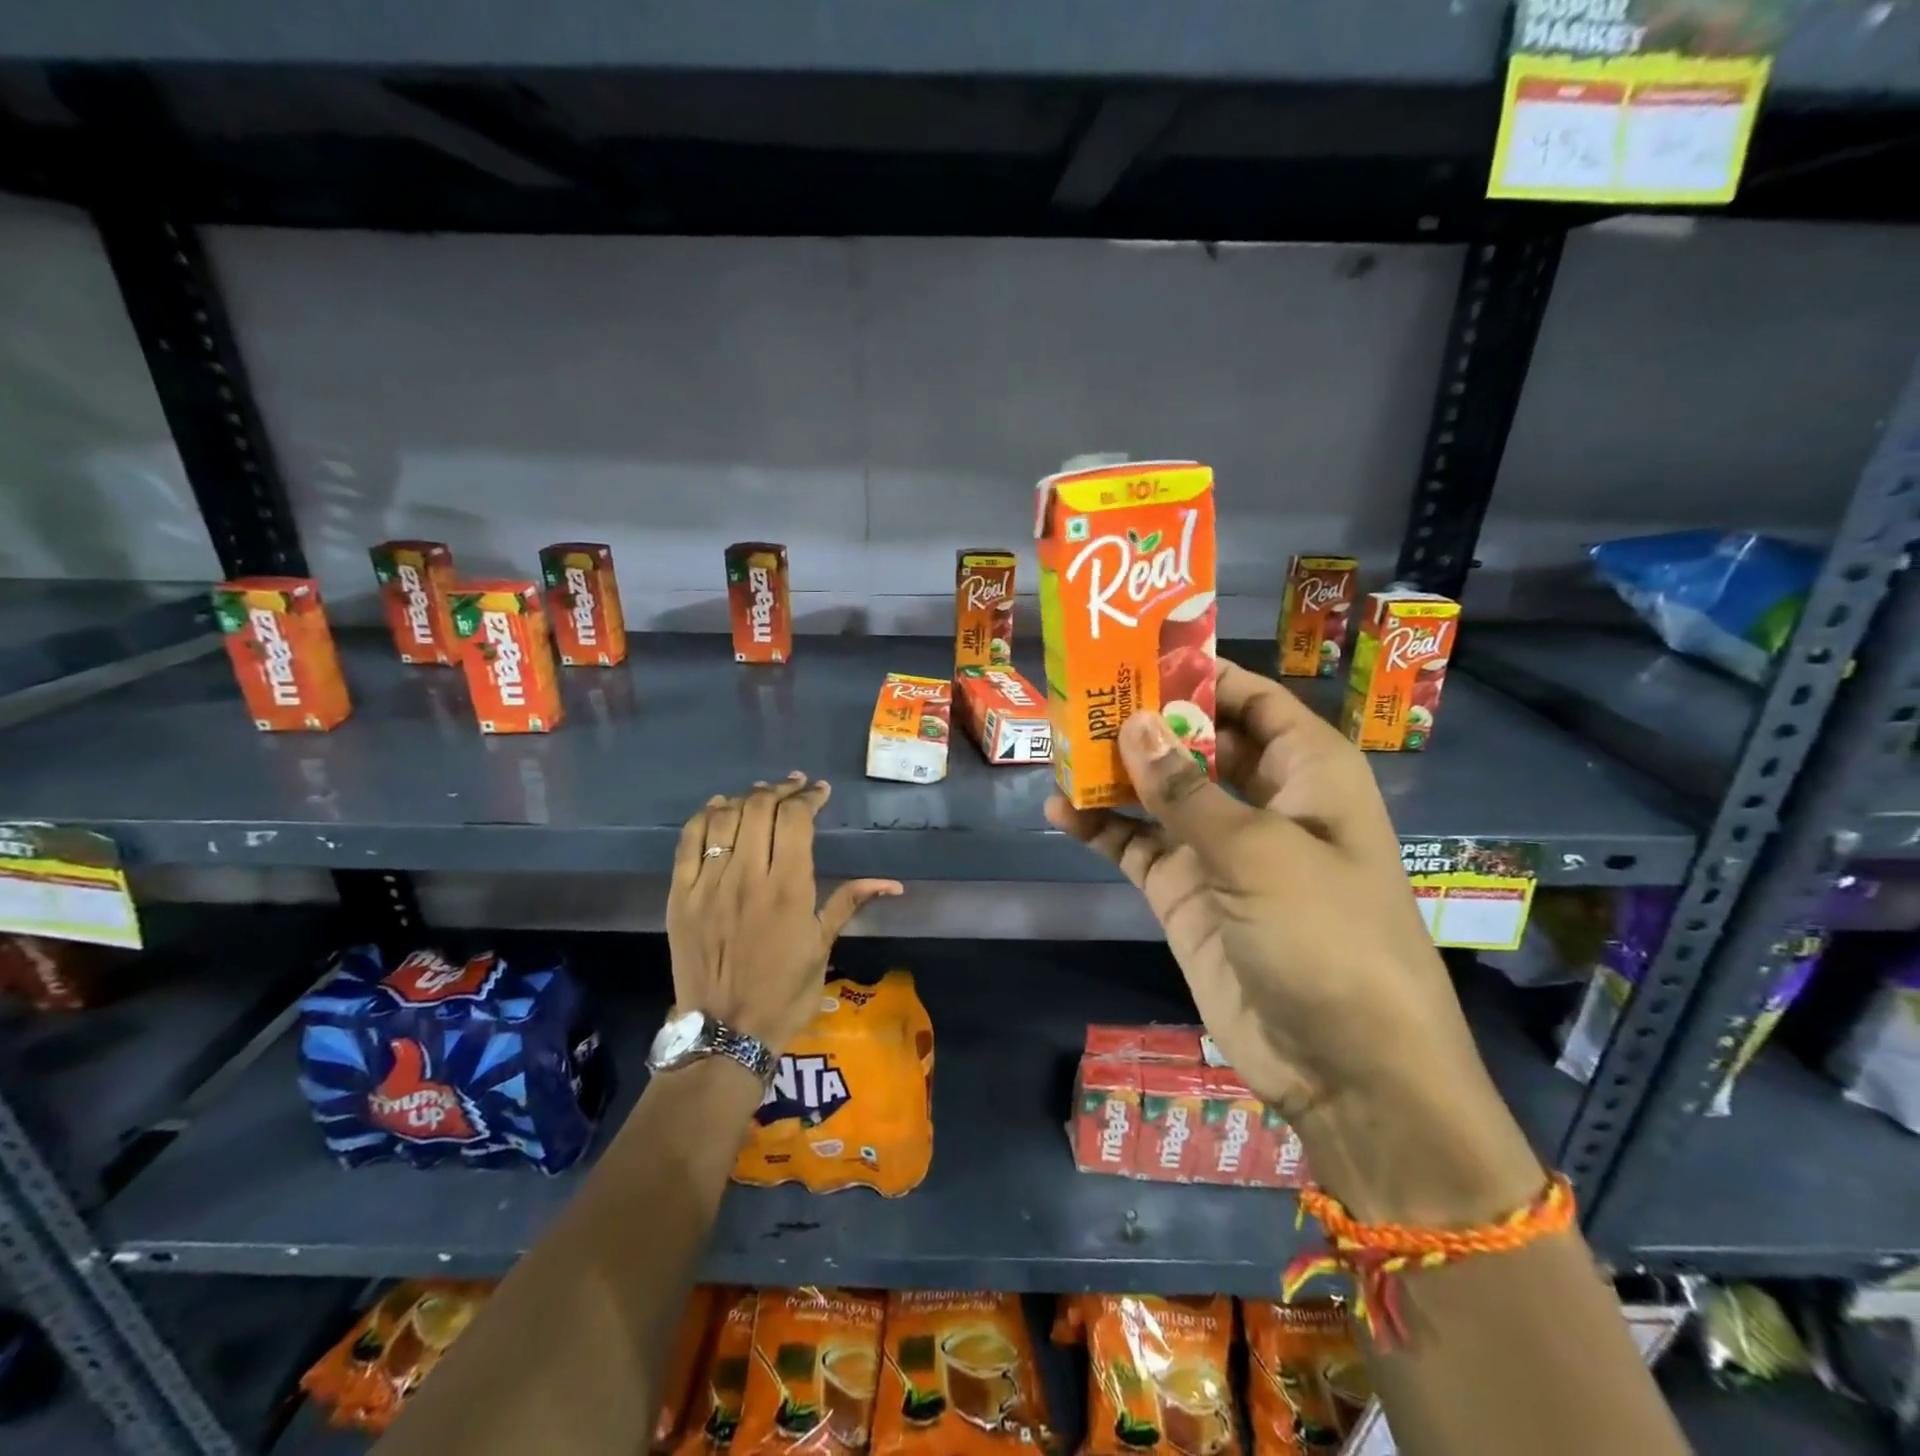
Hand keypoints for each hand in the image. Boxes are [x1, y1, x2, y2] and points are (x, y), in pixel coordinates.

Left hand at [667, 772, 902, 1053]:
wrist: (726, 1032)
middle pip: (760, 809)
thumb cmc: (785, 992)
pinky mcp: (680, 896)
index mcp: (788, 889)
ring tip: (760, 797)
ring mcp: (709, 885)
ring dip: (746, 799)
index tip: (819, 792)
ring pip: (724, 818)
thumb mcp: (823, 947)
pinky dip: (704, 817)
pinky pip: (688, 843)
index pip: (796, 820)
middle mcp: (748, 877)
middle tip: (793, 788)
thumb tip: (892, 883)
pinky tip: (718, 809)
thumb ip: (850, 903)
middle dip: (780, 791)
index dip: (809, 798)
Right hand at [1045, 662, 1540, 1223]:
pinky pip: (1137, 846)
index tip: (1136, 651)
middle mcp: (1264, 801)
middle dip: (1145, 721)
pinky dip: (1101, 829)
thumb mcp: (1257, 852)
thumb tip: (1135, 723)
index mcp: (1308, 772)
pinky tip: (1059, 812)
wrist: (1344, 1068)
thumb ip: (1186, 791)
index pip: (1250, 699)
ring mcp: (1220, 849)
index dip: (1199, 673)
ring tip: (1058, 747)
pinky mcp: (1186, 893)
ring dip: (1114, 773)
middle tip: (1078, 694)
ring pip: (1159, 793)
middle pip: (1196, 741)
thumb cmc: (1326, 936)